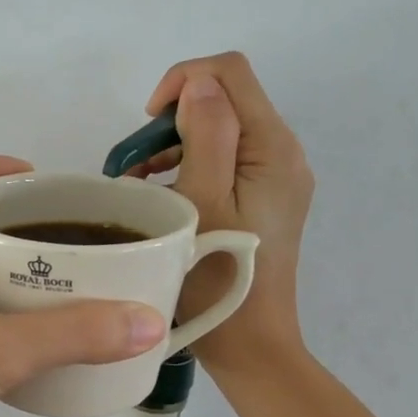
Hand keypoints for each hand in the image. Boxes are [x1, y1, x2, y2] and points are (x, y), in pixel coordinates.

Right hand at [131, 53, 312, 372]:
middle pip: (226, 98)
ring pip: (221, 129)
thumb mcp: (202, 200)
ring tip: (138, 181)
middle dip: (173, 117)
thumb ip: (206, 133)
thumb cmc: (217, 275)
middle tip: (134, 162)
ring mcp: (276, 177)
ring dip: (175, 142)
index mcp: (272, 147)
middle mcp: (283, 153)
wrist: (250, 344)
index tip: (146, 124)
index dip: (183, 80)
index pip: (230, 72)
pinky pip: (225, 159)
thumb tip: (198, 86)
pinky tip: (160, 193)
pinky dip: (189, 163)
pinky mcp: (265, 198)